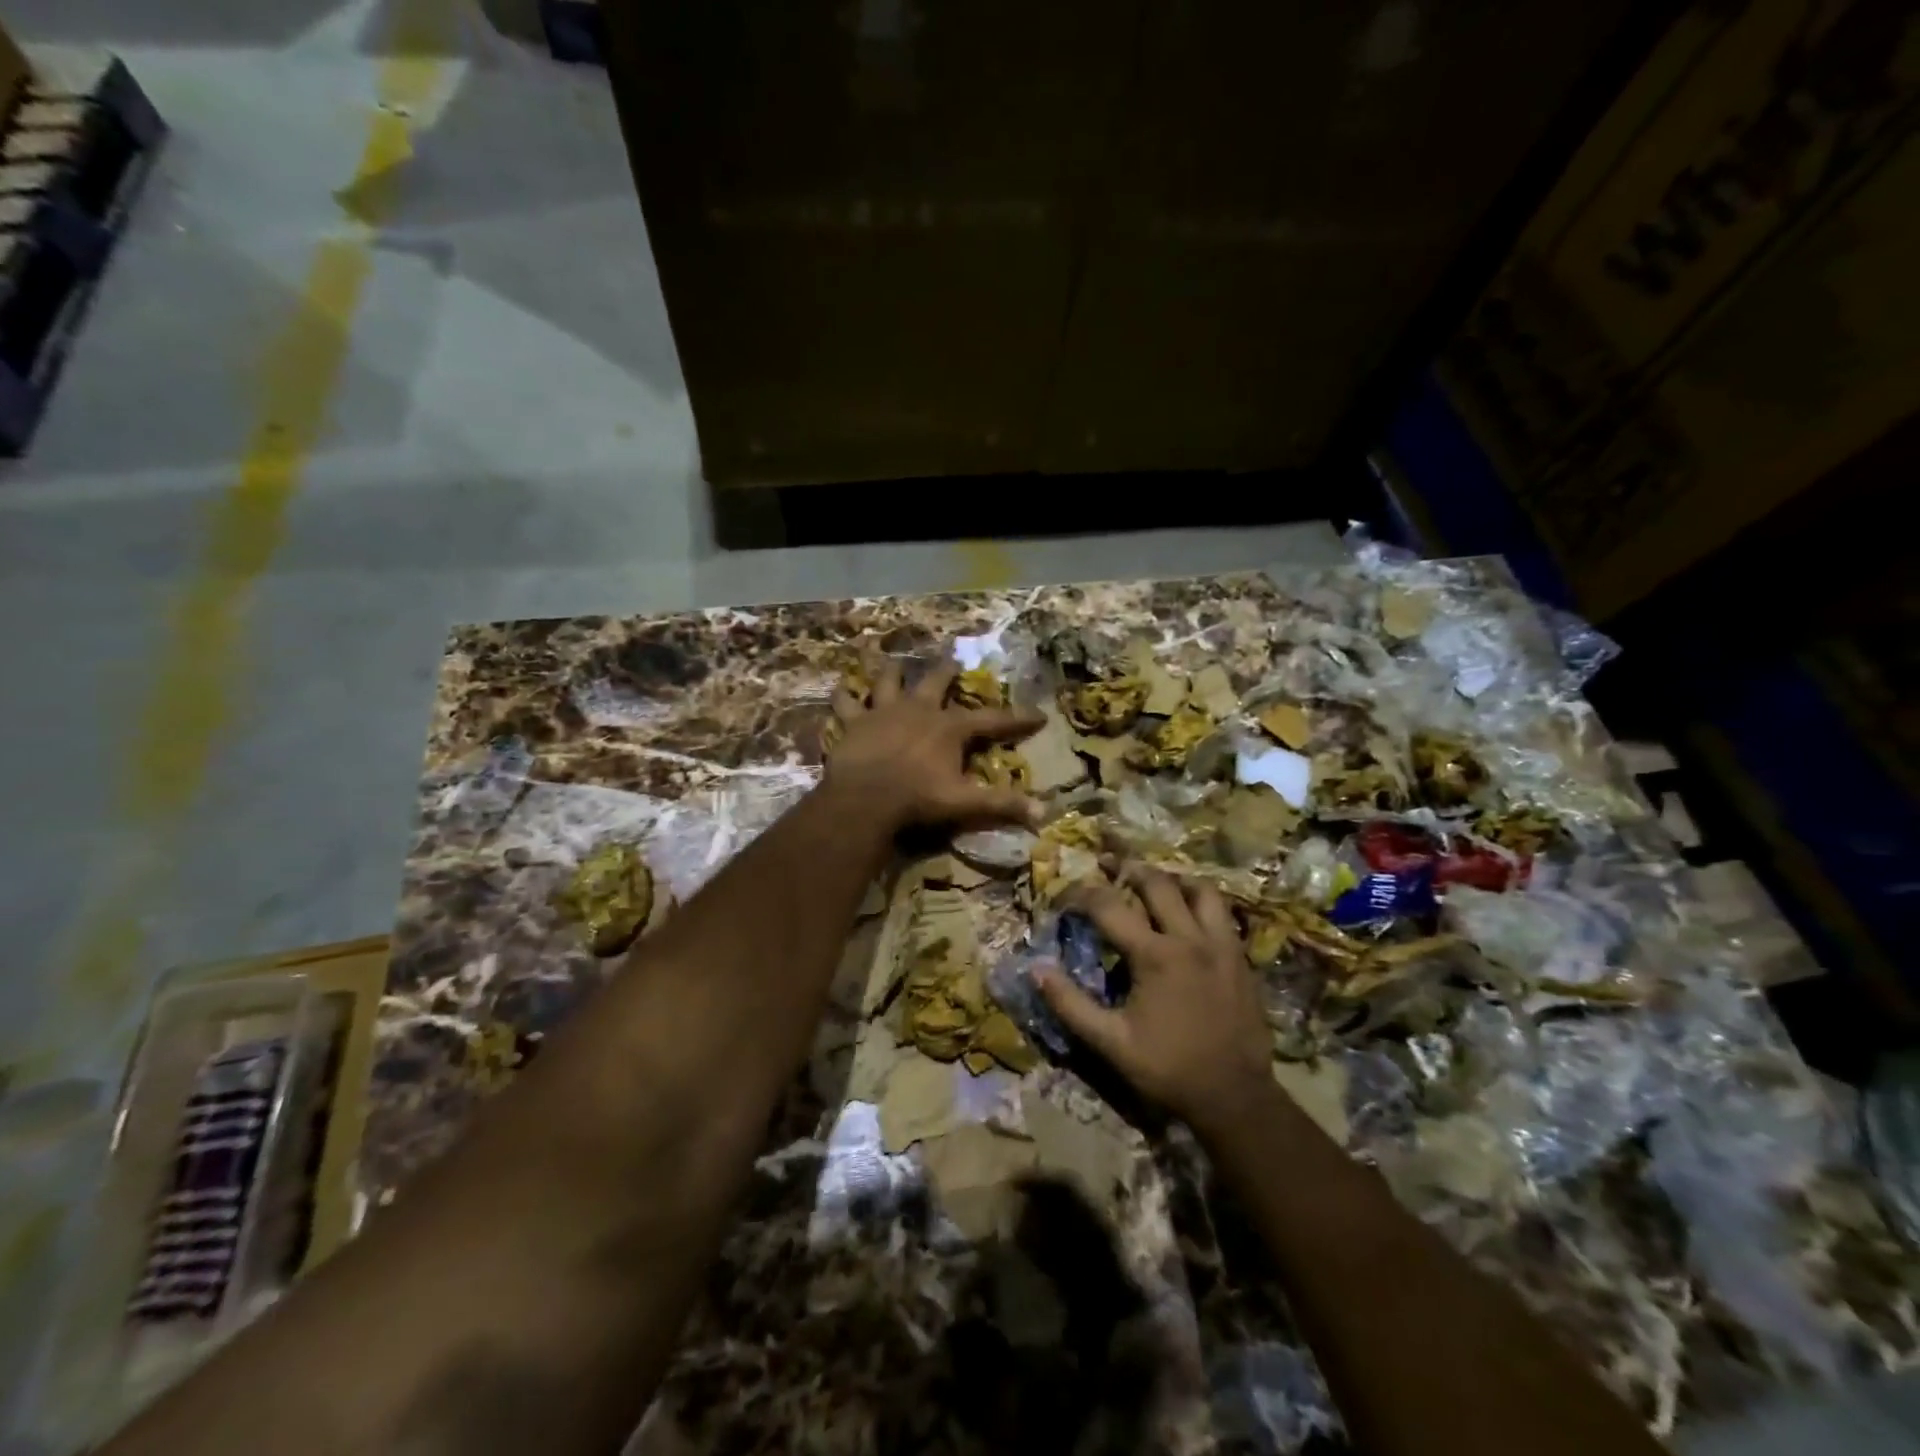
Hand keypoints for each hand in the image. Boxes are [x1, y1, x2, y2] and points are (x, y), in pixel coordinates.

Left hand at [825, 657, 1043, 831]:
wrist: (866, 798)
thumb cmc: (918, 799)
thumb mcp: (964, 802)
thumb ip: (1001, 804)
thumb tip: (1044, 813)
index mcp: (949, 727)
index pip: (992, 720)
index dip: (1018, 718)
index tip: (1039, 715)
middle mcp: (919, 709)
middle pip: (936, 681)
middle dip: (947, 671)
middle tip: (952, 661)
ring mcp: (883, 711)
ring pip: (887, 681)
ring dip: (891, 672)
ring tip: (892, 662)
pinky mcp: (854, 722)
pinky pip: (845, 702)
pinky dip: (843, 696)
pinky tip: (840, 689)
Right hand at [1037, 867, 1274, 1131]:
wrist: (1235, 1096)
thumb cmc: (1168, 1068)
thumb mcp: (1111, 1043)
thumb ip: (1071, 1004)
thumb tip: (1037, 970)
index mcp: (1155, 955)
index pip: (1109, 906)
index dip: (1081, 894)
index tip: (1065, 895)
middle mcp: (1190, 939)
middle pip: (1157, 883)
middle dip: (1128, 867)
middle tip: (1108, 864)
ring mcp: (1221, 945)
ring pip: (1200, 889)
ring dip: (1173, 878)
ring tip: (1155, 881)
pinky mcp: (1241, 957)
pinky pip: (1222, 912)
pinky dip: (1201, 901)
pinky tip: (1189, 912)